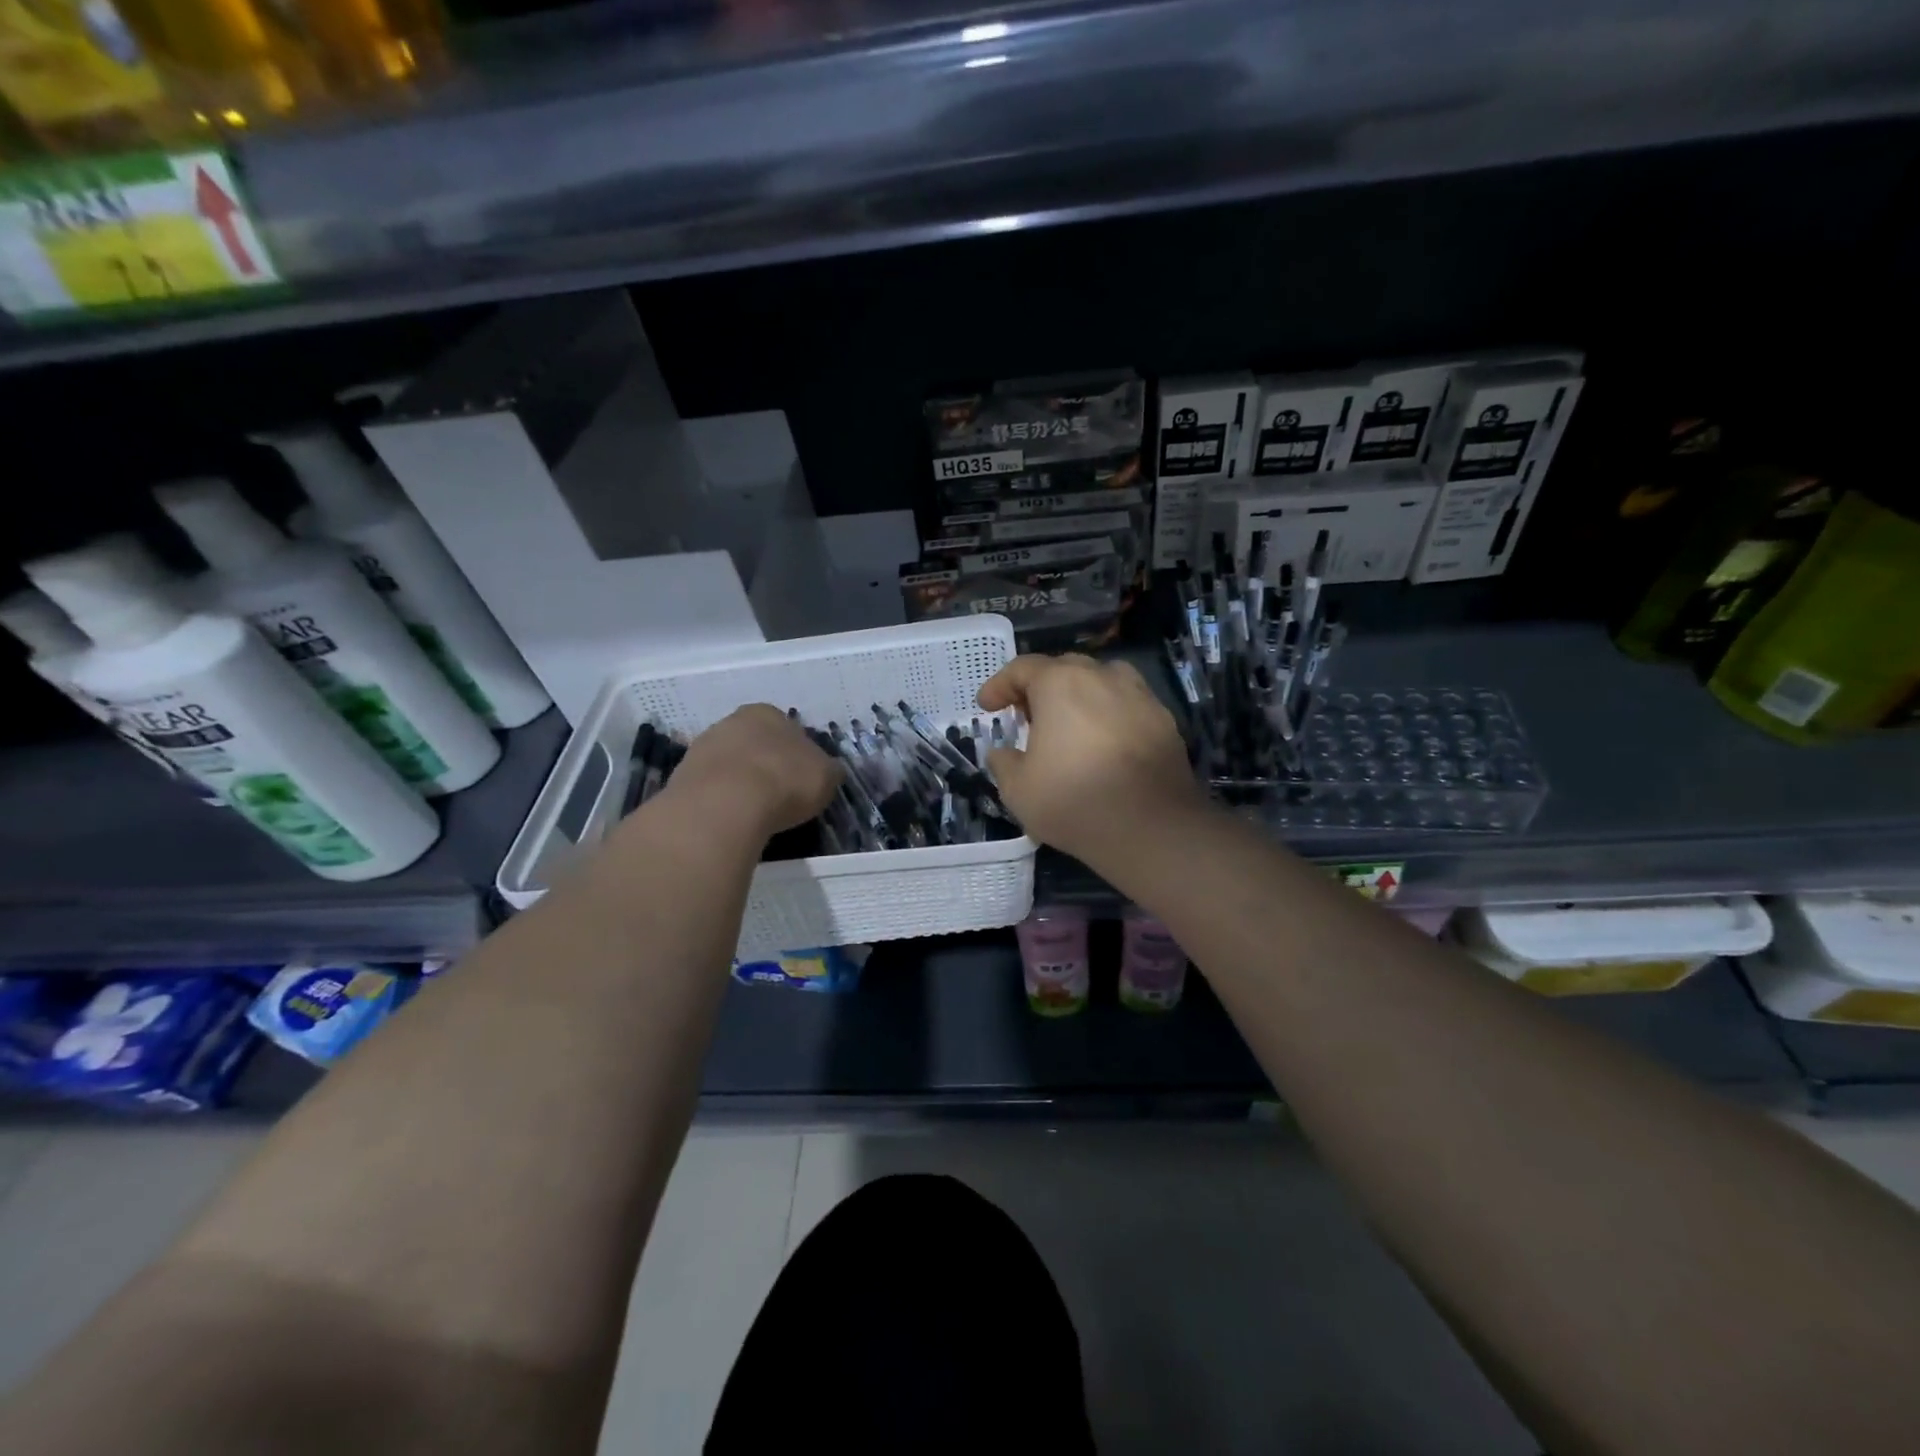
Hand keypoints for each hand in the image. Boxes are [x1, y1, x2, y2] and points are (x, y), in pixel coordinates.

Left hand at [667, 705, 843, 839]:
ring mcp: (702, 747)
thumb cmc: (784, 780)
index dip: (797, 755)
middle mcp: (731, 721)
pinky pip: (710, 788)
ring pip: (729, 764)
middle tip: (778, 795)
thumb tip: (828, 771)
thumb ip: (828, 770)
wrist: (725, 804)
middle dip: (764, 765)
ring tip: (754, 812)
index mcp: (767, 713)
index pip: (786, 729)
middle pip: (753, 744)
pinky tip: (731, 818)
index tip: (801, 780)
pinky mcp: (682, 776)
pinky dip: (721, 800)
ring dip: (740, 782)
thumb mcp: (826, 776)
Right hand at [976, 654, 1203, 864]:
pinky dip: (1109, 716)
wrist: (1153, 827)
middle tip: (1026, 717)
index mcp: (1061, 683)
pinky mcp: (1164, 720)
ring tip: (1069, 726)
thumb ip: (1003, 762)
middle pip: (1063, 669)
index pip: (1022, 668)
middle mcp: (1102, 676)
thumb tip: (1003, 753)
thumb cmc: (1074, 800)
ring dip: (1079, 697)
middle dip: (1039, 688)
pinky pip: (1127, 706)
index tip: (987, 706)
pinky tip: (1104, 745)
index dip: (999, 685)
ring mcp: (1139, 695)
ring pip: (1101, 682)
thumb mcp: (1018, 789)